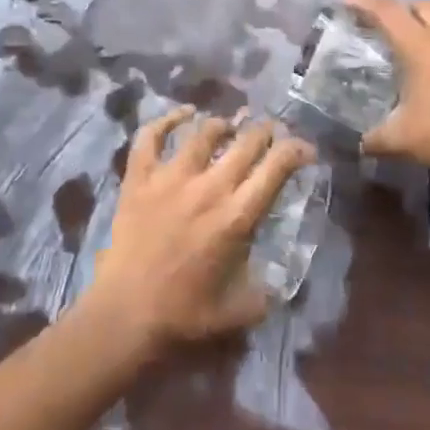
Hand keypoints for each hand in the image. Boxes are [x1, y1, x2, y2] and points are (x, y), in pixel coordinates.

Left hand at [89, 106, 314, 348]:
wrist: (123, 316)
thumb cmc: (184, 316)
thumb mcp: (241, 310)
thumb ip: (267, 292)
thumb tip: (281, 282)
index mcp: (237, 216)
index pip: (276, 167)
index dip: (296, 150)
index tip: (305, 150)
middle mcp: (209, 187)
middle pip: (246, 142)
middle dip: (265, 132)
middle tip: (271, 133)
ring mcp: (171, 177)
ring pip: (204, 132)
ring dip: (224, 125)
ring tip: (231, 126)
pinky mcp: (139, 179)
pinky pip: (151, 136)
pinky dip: (168, 119)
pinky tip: (184, 112)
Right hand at [345, 0, 429, 176]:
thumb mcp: (403, 141)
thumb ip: (374, 139)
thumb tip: (359, 143)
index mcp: (420, 45)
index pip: (386, 10)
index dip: (363, 2)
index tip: (347, 2)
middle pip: (420, 7)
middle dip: (402, 13)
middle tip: (390, 31)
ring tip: (426, 48)